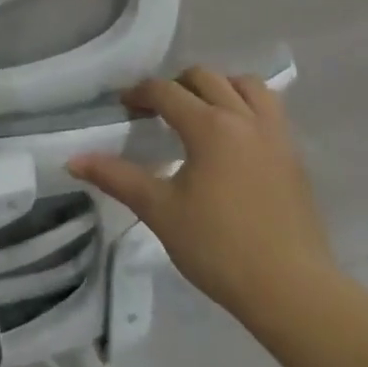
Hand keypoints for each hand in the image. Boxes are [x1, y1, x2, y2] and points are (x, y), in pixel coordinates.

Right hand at [67, 68, 334, 329]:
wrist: (290, 289)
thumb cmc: (217, 247)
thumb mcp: (159, 210)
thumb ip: (116, 178)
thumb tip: (73, 160)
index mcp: (210, 127)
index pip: (166, 91)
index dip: (139, 94)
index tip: (124, 108)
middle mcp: (245, 119)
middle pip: (206, 78)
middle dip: (176, 85)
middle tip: (157, 111)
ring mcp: (276, 136)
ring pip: (248, 86)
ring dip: (219, 87)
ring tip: (200, 113)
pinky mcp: (294, 156)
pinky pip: (269, 110)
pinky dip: (246, 107)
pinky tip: (232, 139)